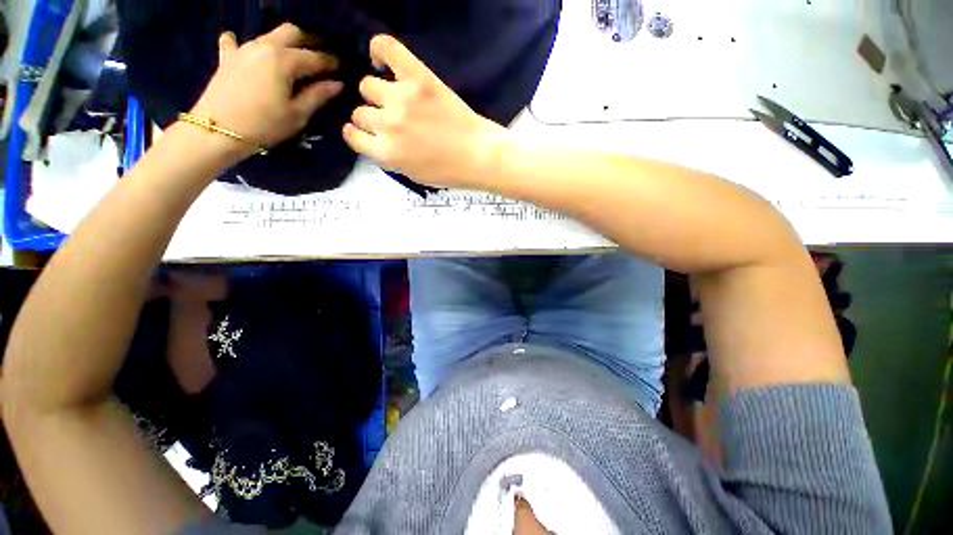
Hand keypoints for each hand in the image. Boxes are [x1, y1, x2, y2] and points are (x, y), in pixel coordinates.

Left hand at [190, 23, 343, 153]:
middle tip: (312, 55)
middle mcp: (268, 46)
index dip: (330, 63)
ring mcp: (245, 50)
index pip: (316, 57)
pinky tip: (234, 40)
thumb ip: (316, 97)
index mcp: (287, 59)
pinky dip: (234, 41)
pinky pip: (231, 43)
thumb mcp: (292, 117)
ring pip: (269, 35)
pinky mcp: (226, 60)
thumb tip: (336, 84)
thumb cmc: (256, 128)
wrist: (210, 136)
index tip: (337, 70)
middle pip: (294, 33)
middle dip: (307, 41)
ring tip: (283, 54)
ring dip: (280, 42)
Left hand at [343, 35, 507, 188]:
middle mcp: (402, 98)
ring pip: (358, 113)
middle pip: (366, 85)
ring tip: (382, 125)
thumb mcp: (439, 89)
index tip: (378, 62)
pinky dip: (354, 134)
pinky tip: (360, 132)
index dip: (376, 50)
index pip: (386, 46)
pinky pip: (353, 137)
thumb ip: (413, 83)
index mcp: (420, 79)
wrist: (478, 157)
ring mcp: (391, 126)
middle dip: (375, 94)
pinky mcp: (385, 151)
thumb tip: (383, 78)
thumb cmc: (463, 124)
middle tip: (388, 105)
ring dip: (368, 117)